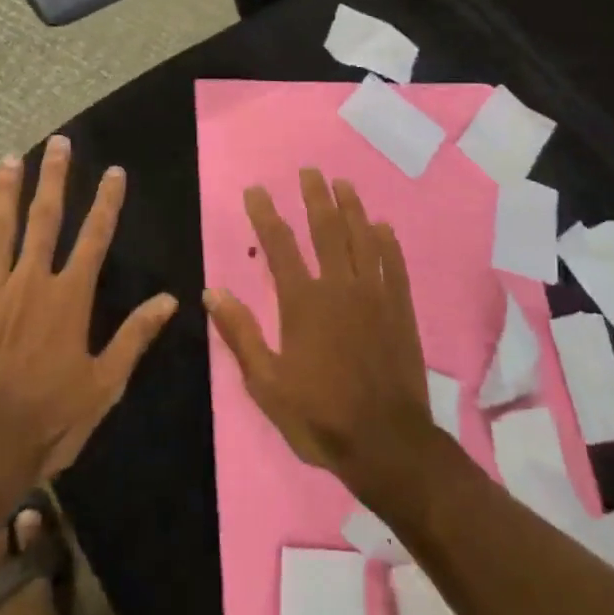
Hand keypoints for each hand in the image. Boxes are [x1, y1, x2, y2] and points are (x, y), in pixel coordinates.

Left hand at [0, 136, 177, 514]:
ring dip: (6, 191)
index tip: (114, 171)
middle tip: (58, 143)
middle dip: (54, 179)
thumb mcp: (105, 384)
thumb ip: (135, 336)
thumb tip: (171, 299)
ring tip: (10, 158)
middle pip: (45, 220)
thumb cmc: (50, 419)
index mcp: (69, 297)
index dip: (107, 202)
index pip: (95, 237)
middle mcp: (30, 281)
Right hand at [204, 169, 437, 505]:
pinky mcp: (401, 307)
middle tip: (309, 171)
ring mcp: (375, 294)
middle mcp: (340, 286)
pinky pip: (394, 263)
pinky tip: (382, 226)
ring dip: (352, 207)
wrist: (387, 443)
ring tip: (343, 183)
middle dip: (315, 197)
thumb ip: (241, 334)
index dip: (265, 214)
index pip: (279, 246)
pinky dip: (387, 241)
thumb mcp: (267, 385)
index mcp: (303, 302)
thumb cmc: (320, 416)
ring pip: (362, 238)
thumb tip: (212, 293)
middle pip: (326, 229)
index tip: (256, 190)